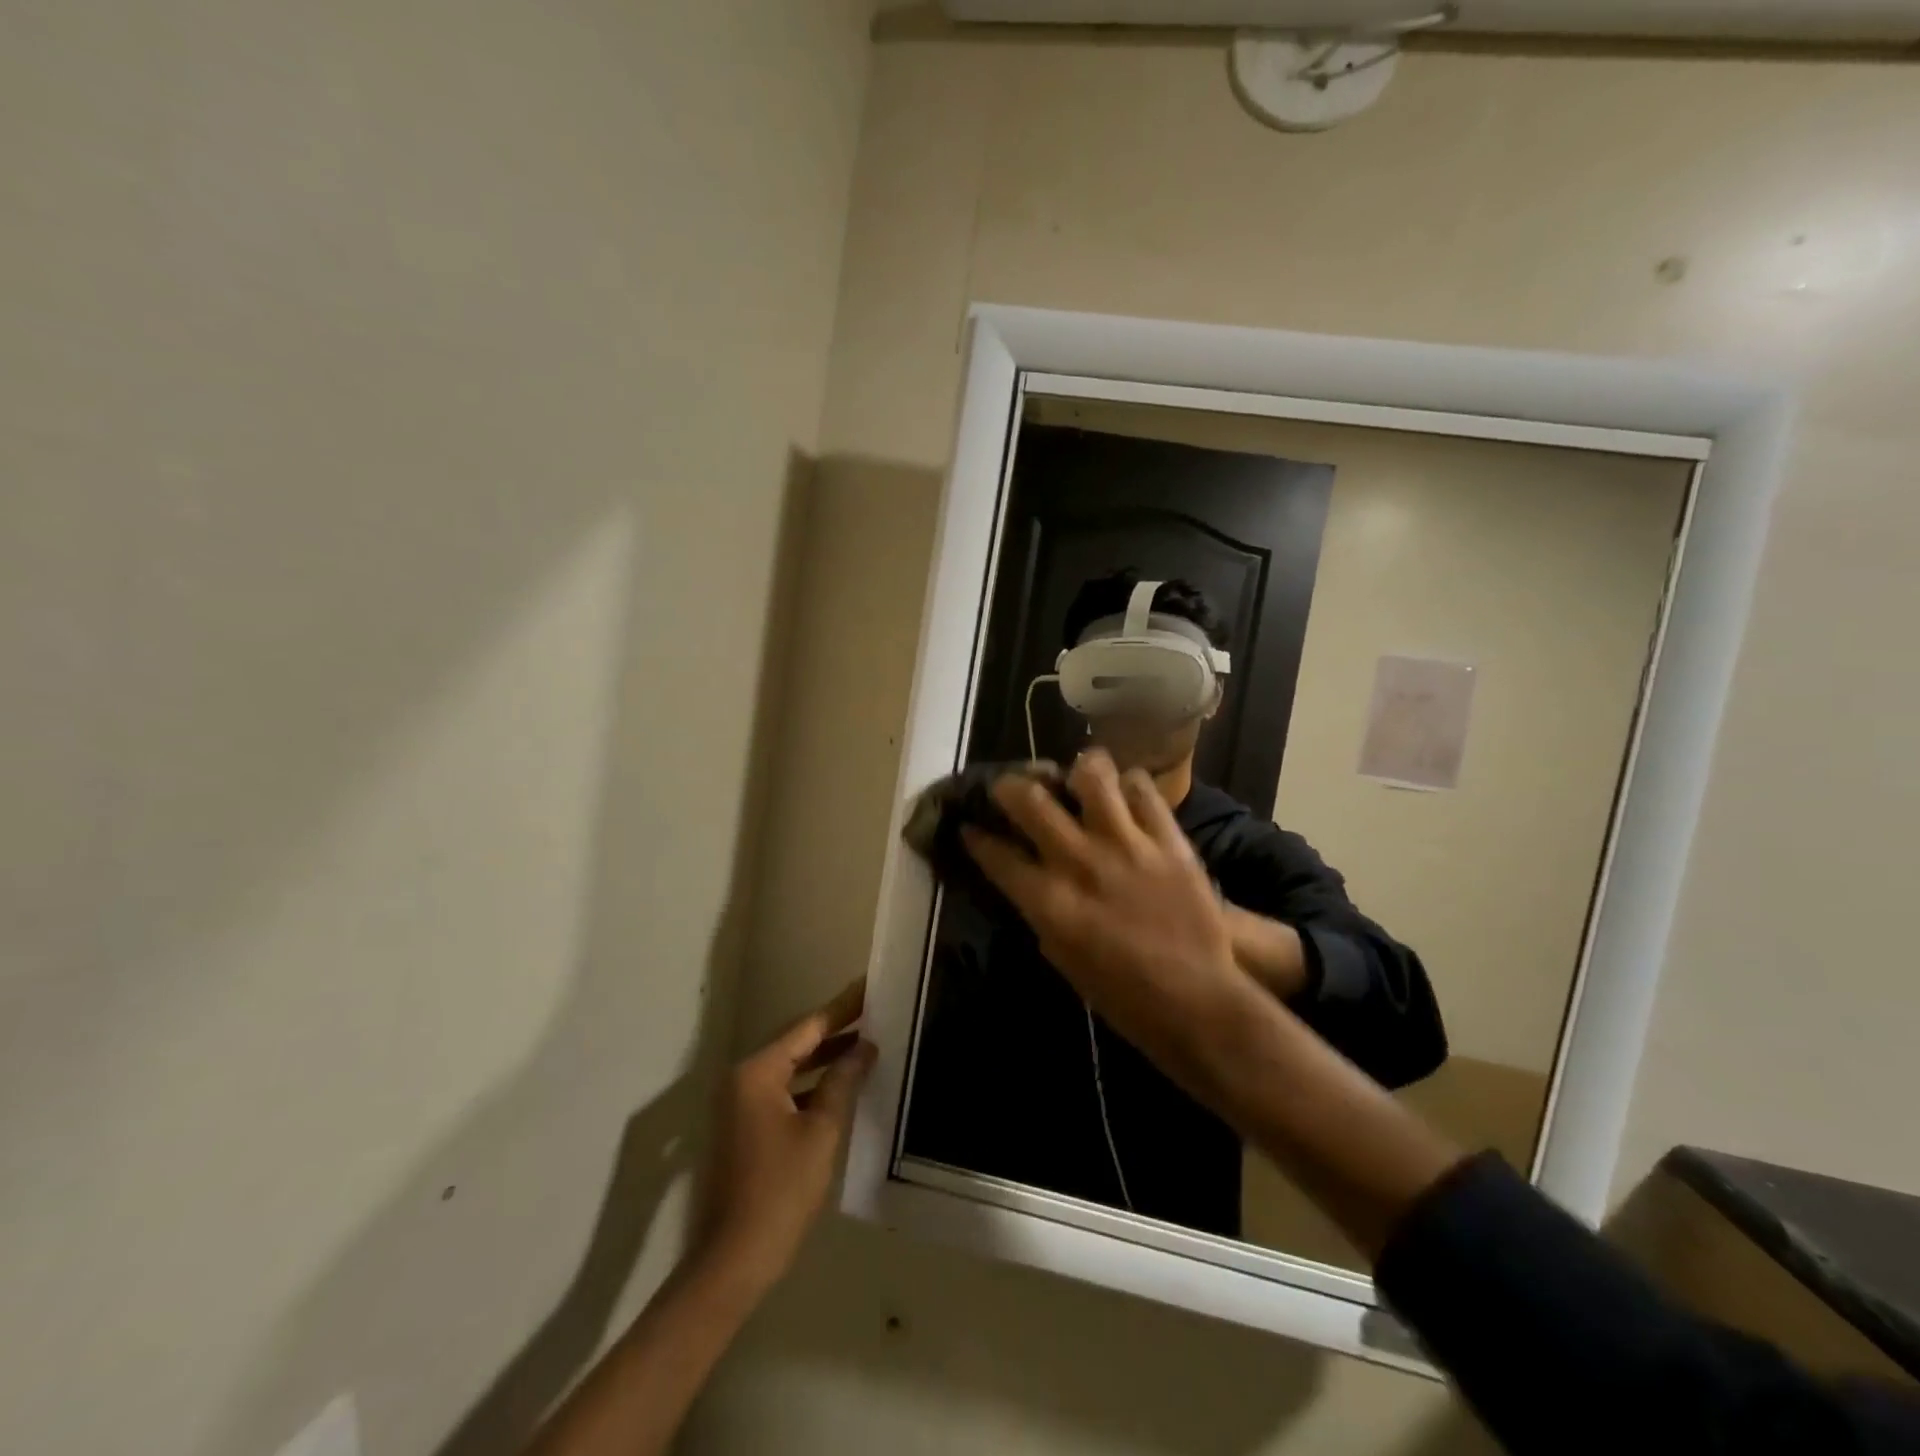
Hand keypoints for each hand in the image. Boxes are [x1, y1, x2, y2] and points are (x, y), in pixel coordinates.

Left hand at [698, 982, 875, 1289]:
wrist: (732, 1262)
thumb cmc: (780, 1192)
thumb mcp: (821, 1132)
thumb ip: (842, 1082)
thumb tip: (865, 1047)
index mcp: (757, 1072)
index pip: (807, 1028)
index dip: (842, 1008)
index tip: (868, 987)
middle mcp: (742, 1079)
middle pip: (796, 1043)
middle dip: (835, 1030)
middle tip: (873, 1012)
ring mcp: (739, 1104)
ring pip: (790, 1068)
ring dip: (825, 1058)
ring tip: (866, 1043)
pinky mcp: (744, 1127)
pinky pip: (783, 1091)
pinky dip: (811, 1085)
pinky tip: (840, 1085)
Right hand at [960, 751, 1247, 1090]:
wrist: (1196, 1001)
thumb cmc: (1122, 995)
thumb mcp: (1061, 957)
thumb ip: (1041, 909)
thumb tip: (1029, 877)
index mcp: (1049, 901)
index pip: (996, 853)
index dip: (976, 836)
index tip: (970, 827)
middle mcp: (1080, 862)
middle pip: (1029, 799)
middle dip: (1007, 786)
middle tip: (1009, 787)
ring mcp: (1127, 844)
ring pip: (1091, 775)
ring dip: (1076, 771)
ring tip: (1076, 779)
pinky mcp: (1168, 839)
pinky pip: (1143, 790)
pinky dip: (1129, 786)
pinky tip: (1125, 796)